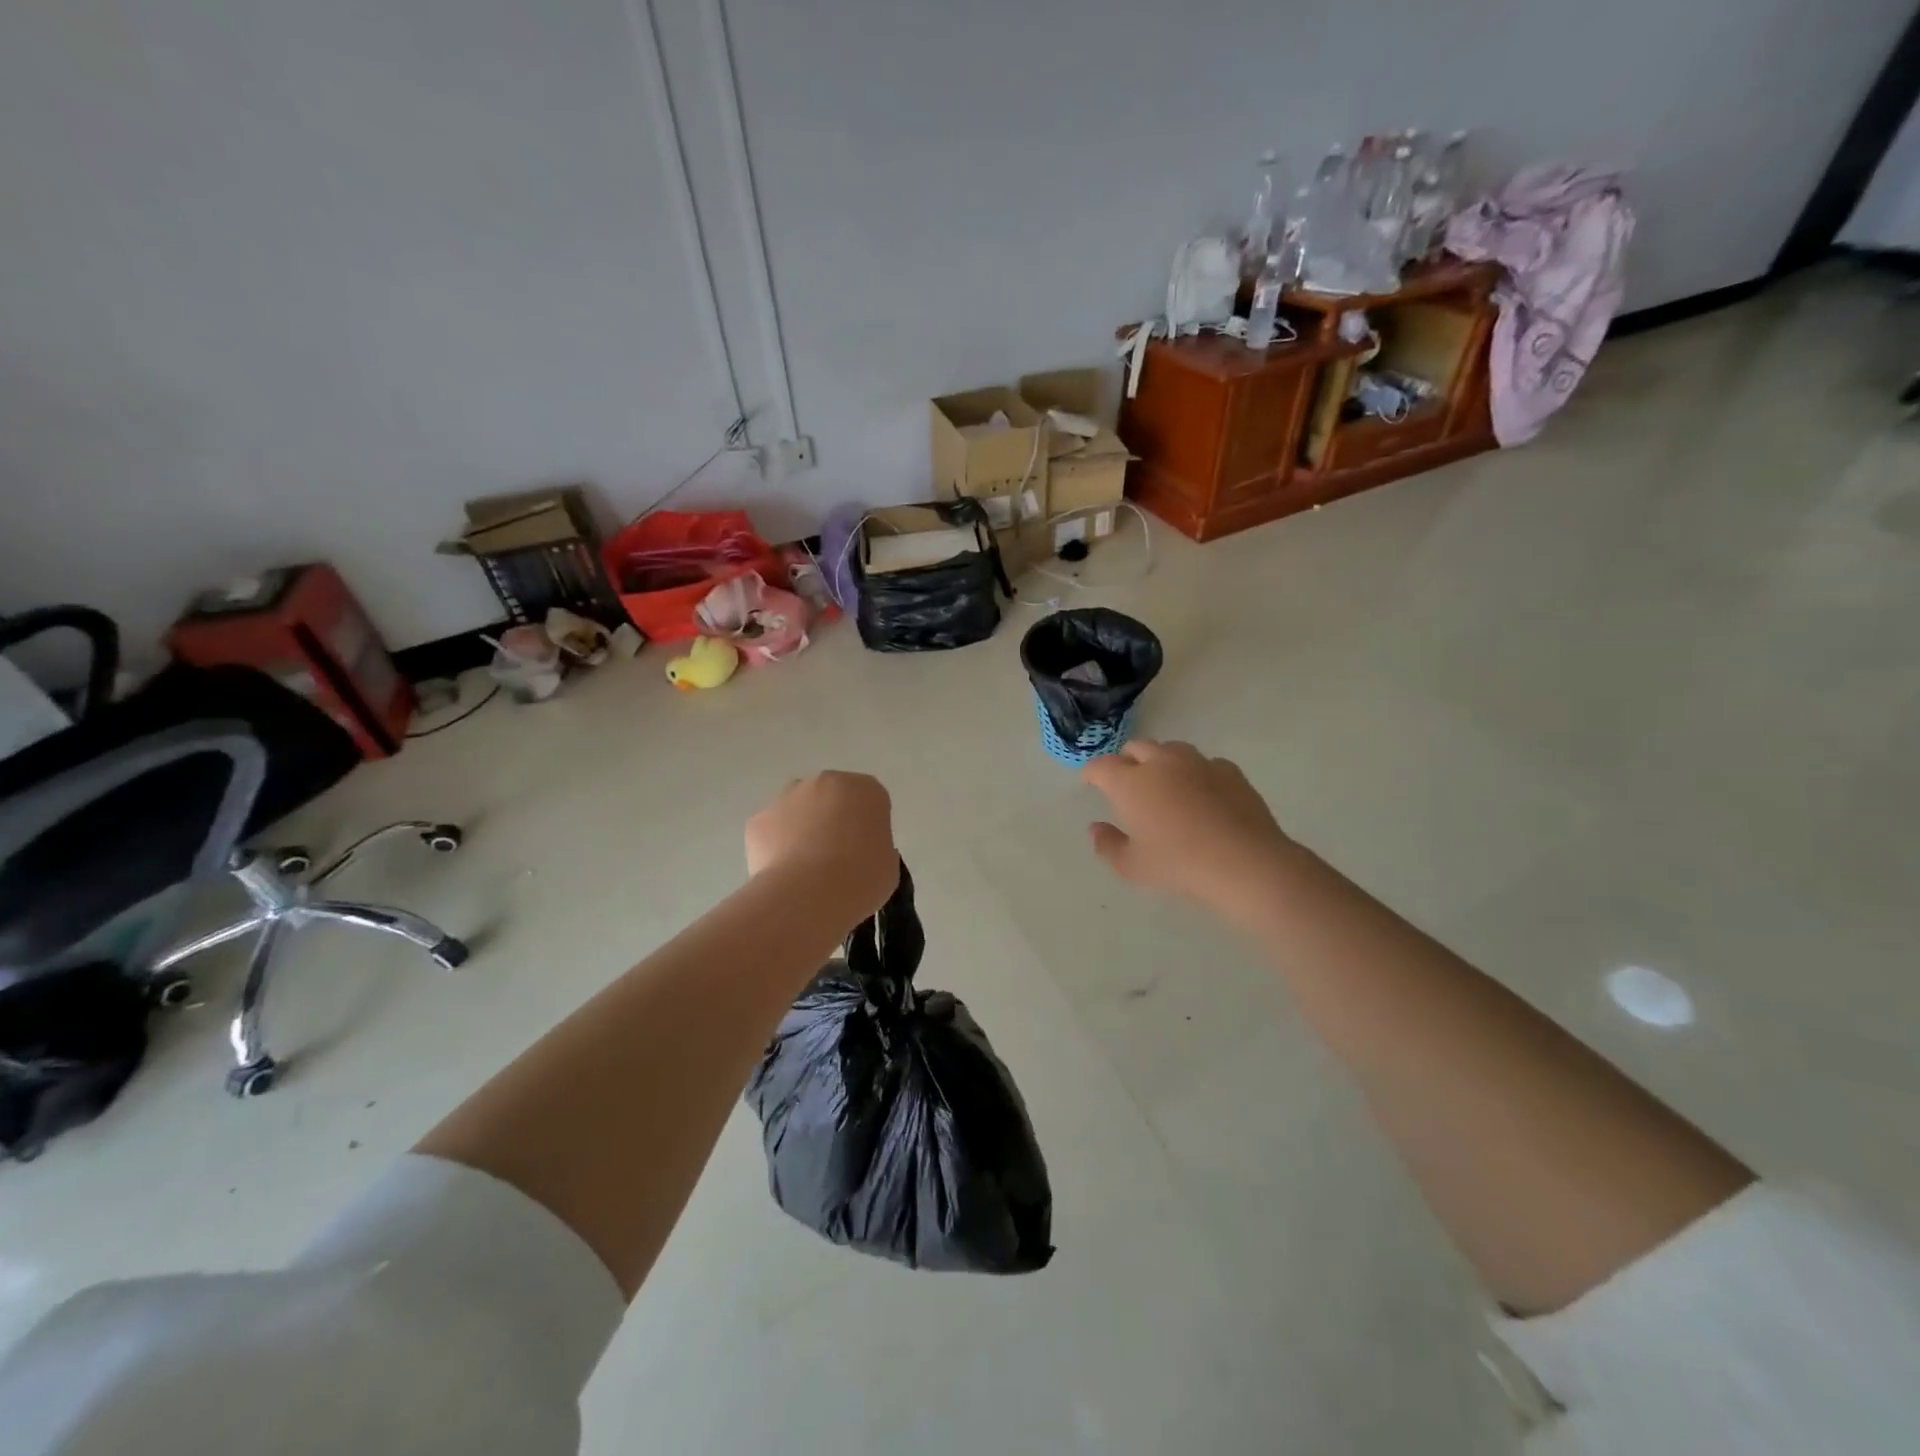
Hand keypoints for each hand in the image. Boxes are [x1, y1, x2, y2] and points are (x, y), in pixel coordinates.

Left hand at [746, 771, 897, 921]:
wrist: (809, 895)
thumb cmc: (861, 878)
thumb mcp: (888, 866)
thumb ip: (878, 849)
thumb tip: (862, 851)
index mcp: (866, 790)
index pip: (870, 801)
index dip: (867, 827)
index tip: (865, 853)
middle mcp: (825, 782)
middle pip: (830, 798)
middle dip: (832, 820)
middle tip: (835, 859)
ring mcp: (787, 797)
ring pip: (797, 810)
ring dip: (801, 829)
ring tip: (805, 870)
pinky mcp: (758, 820)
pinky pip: (771, 831)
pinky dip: (775, 848)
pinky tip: (783, 876)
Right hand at [1081, 741, 1293, 916]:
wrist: (1244, 862)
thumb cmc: (1179, 865)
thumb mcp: (1132, 866)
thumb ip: (1108, 844)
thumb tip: (1096, 828)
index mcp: (1131, 783)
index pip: (1102, 766)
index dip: (1092, 772)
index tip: (1090, 782)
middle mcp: (1161, 763)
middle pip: (1136, 747)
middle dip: (1126, 760)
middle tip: (1126, 781)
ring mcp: (1198, 763)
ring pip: (1171, 749)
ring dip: (1160, 760)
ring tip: (1164, 783)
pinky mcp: (1229, 771)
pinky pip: (1205, 763)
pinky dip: (1195, 773)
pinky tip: (1201, 793)